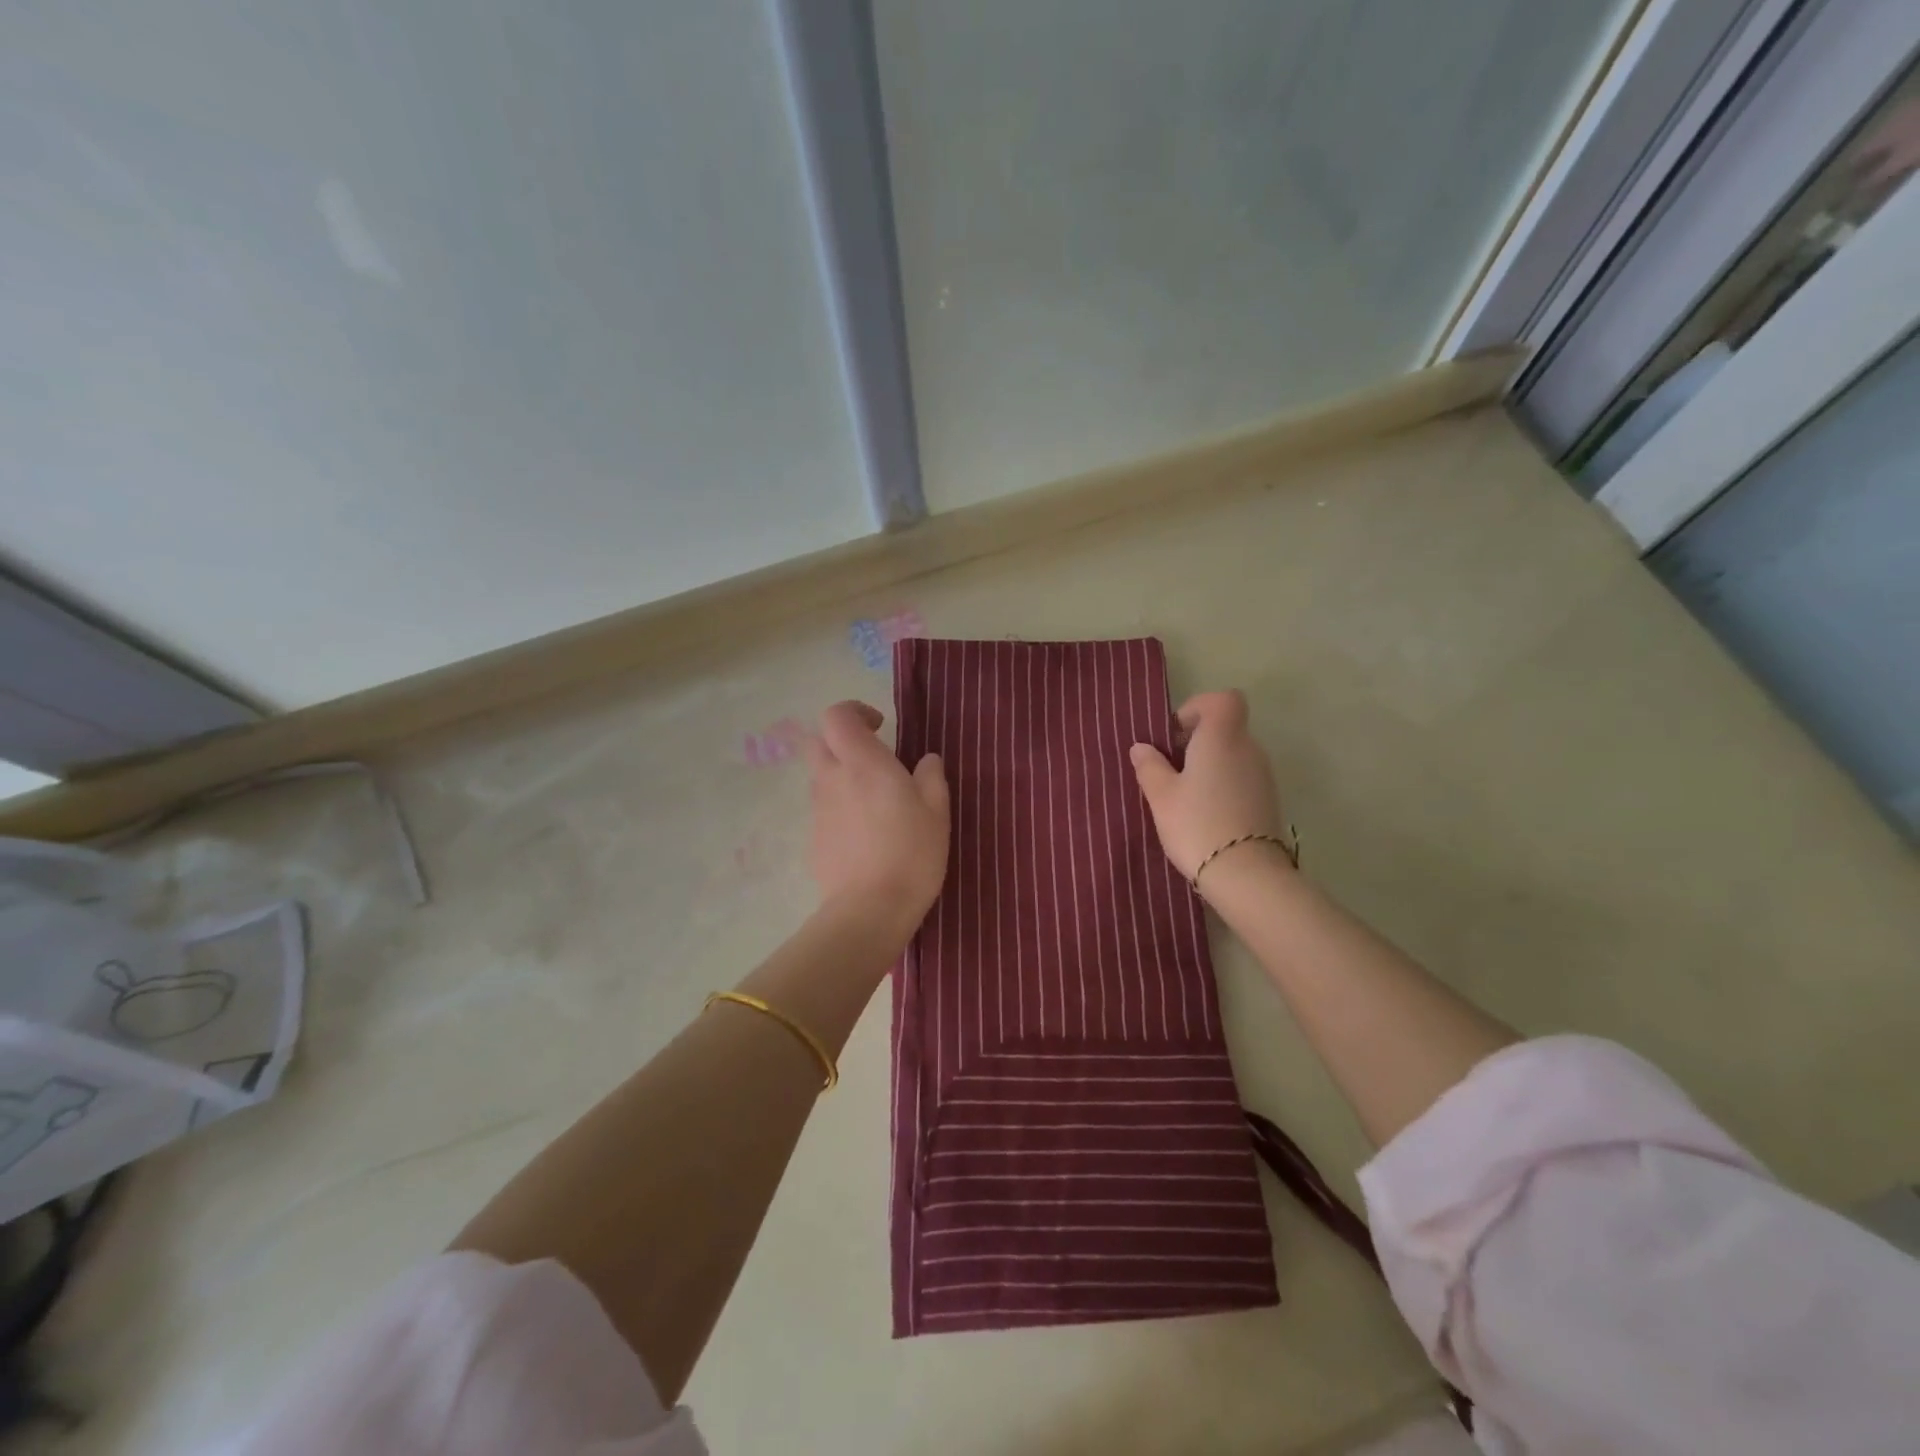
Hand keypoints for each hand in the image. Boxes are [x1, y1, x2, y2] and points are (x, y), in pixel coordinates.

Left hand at [803, 701, 949, 935]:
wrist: (869, 911)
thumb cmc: (911, 854)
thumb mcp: (937, 812)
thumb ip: (931, 776)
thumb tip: (926, 760)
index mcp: (862, 763)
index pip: (836, 716)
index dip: (855, 712)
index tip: (880, 727)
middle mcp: (832, 779)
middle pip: (817, 740)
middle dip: (840, 740)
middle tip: (872, 757)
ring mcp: (818, 809)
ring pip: (819, 775)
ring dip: (841, 774)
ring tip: (874, 800)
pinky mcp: (814, 837)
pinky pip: (823, 808)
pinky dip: (839, 807)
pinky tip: (865, 833)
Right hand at [1129, 690, 1285, 881]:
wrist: (1246, 874)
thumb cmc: (1197, 824)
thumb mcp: (1161, 796)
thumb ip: (1150, 766)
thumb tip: (1142, 747)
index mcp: (1221, 738)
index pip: (1224, 699)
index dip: (1199, 708)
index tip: (1176, 734)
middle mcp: (1248, 749)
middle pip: (1226, 728)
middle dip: (1198, 741)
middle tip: (1171, 769)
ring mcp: (1263, 775)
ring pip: (1234, 755)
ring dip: (1210, 765)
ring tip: (1185, 796)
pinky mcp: (1268, 800)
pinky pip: (1242, 778)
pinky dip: (1223, 785)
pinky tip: (1205, 813)